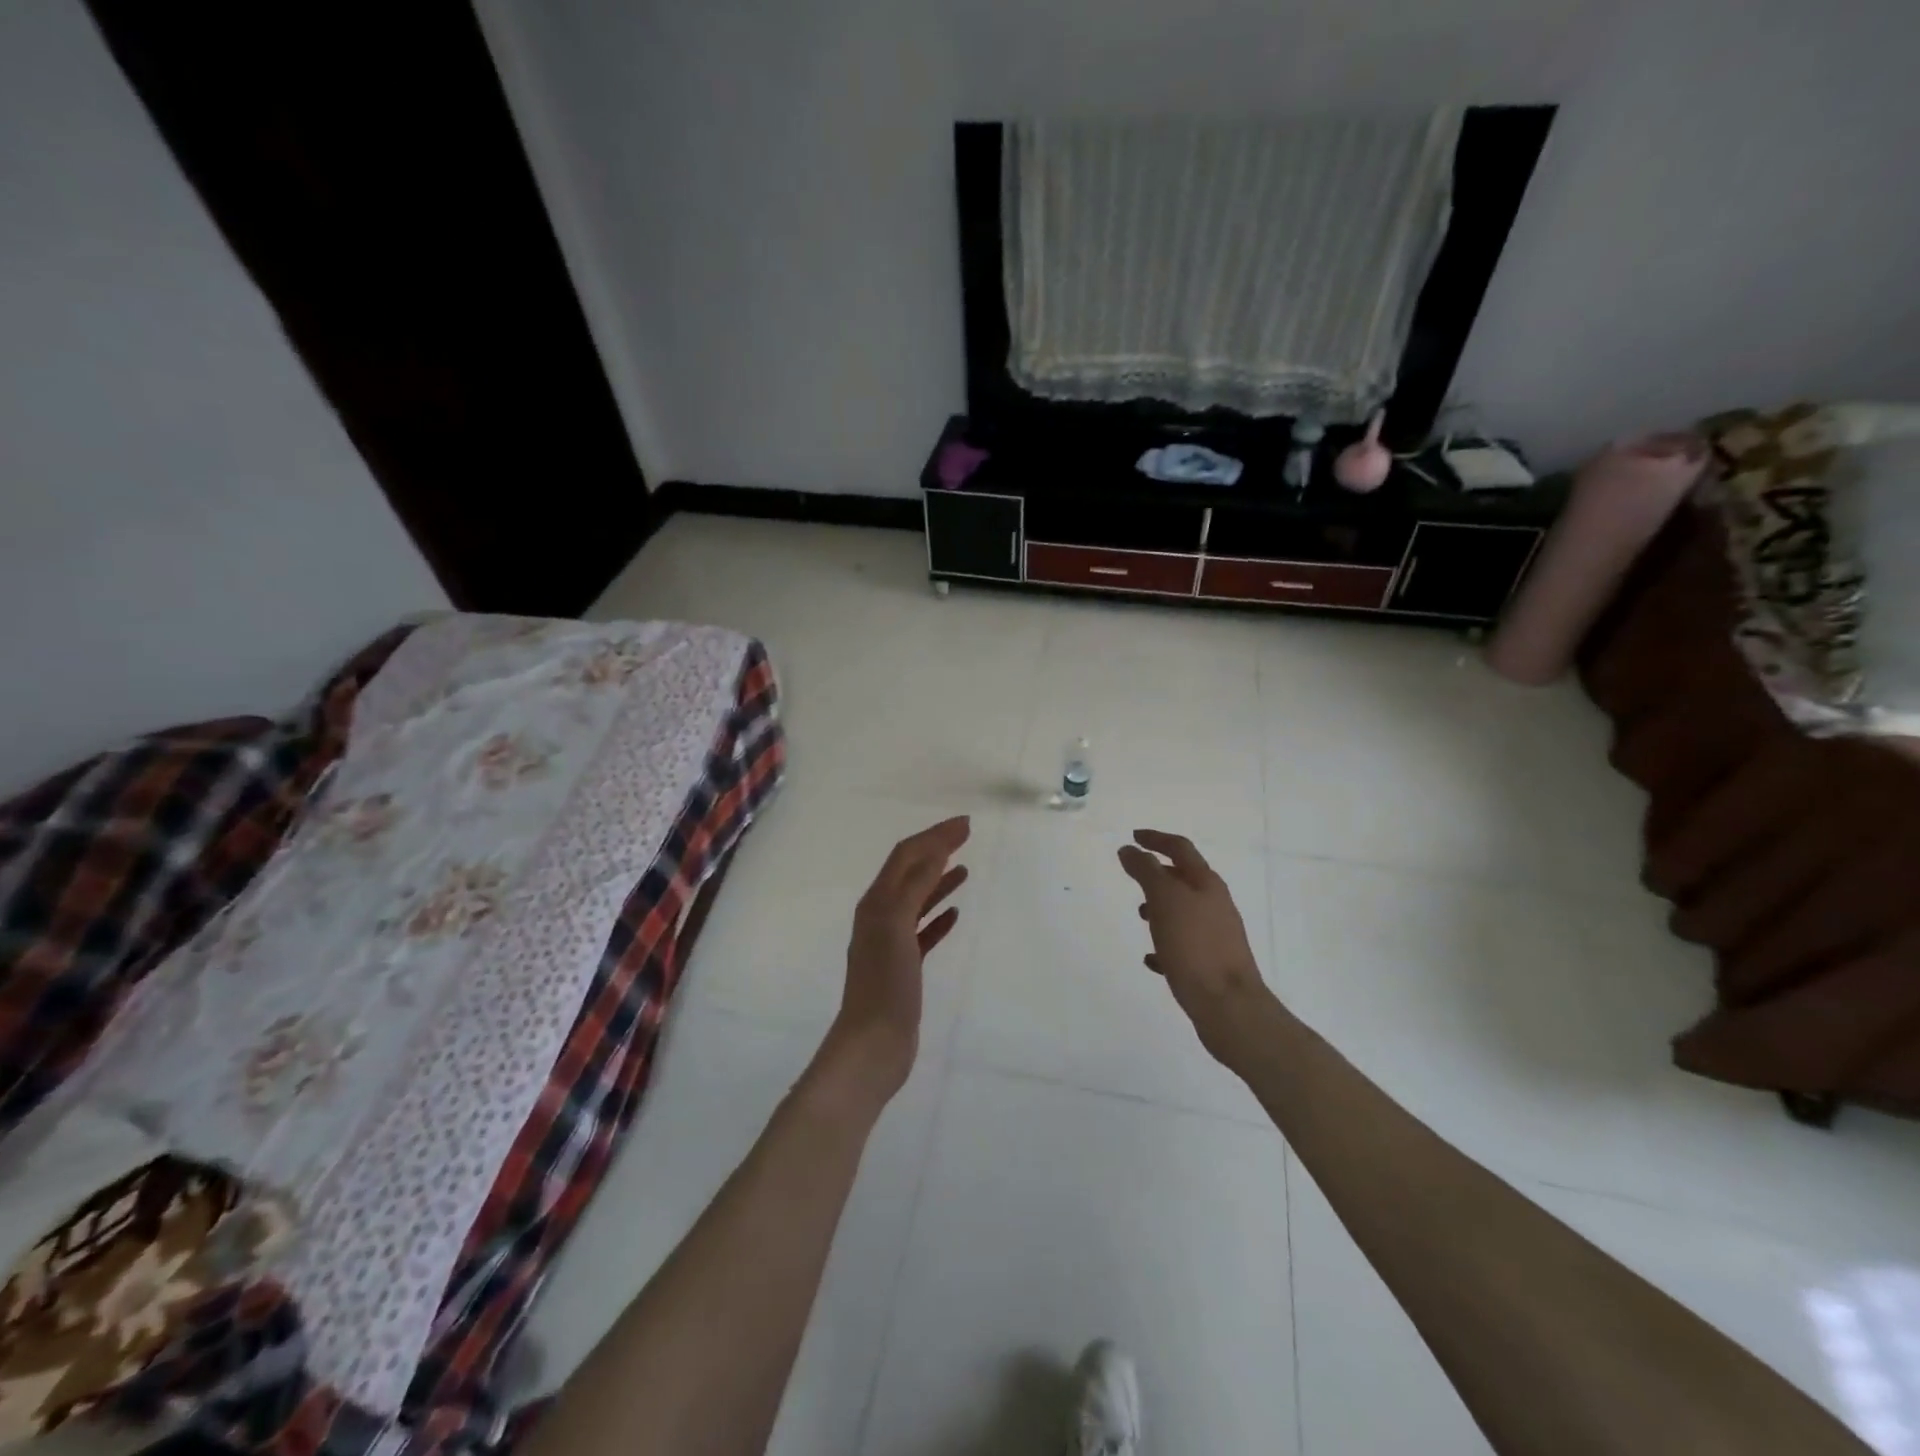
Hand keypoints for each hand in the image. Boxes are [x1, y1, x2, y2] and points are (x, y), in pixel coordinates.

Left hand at [812, 816, 970, 1111]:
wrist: (873, 1044)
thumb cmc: (885, 983)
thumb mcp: (898, 926)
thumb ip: (915, 886)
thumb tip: (934, 849)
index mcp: (876, 902)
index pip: (906, 856)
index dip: (934, 835)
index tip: (966, 824)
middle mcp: (880, 916)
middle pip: (911, 872)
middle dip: (936, 849)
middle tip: (966, 835)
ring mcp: (891, 943)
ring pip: (918, 900)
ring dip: (939, 880)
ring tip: (964, 869)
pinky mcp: (903, 966)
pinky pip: (923, 931)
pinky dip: (938, 916)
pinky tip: (955, 915)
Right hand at [1117, 829, 1274, 1064]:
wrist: (1229, 1006)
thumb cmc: (1194, 946)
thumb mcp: (1165, 901)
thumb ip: (1146, 872)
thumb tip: (1129, 849)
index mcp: (1206, 883)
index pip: (1180, 848)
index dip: (1155, 839)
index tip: (1133, 836)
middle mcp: (1215, 904)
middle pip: (1184, 879)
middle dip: (1158, 874)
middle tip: (1133, 875)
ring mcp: (1216, 935)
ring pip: (1184, 911)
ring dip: (1160, 907)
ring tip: (1140, 916)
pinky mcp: (1211, 964)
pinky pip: (1183, 945)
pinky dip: (1165, 943)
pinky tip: (1151, 958)